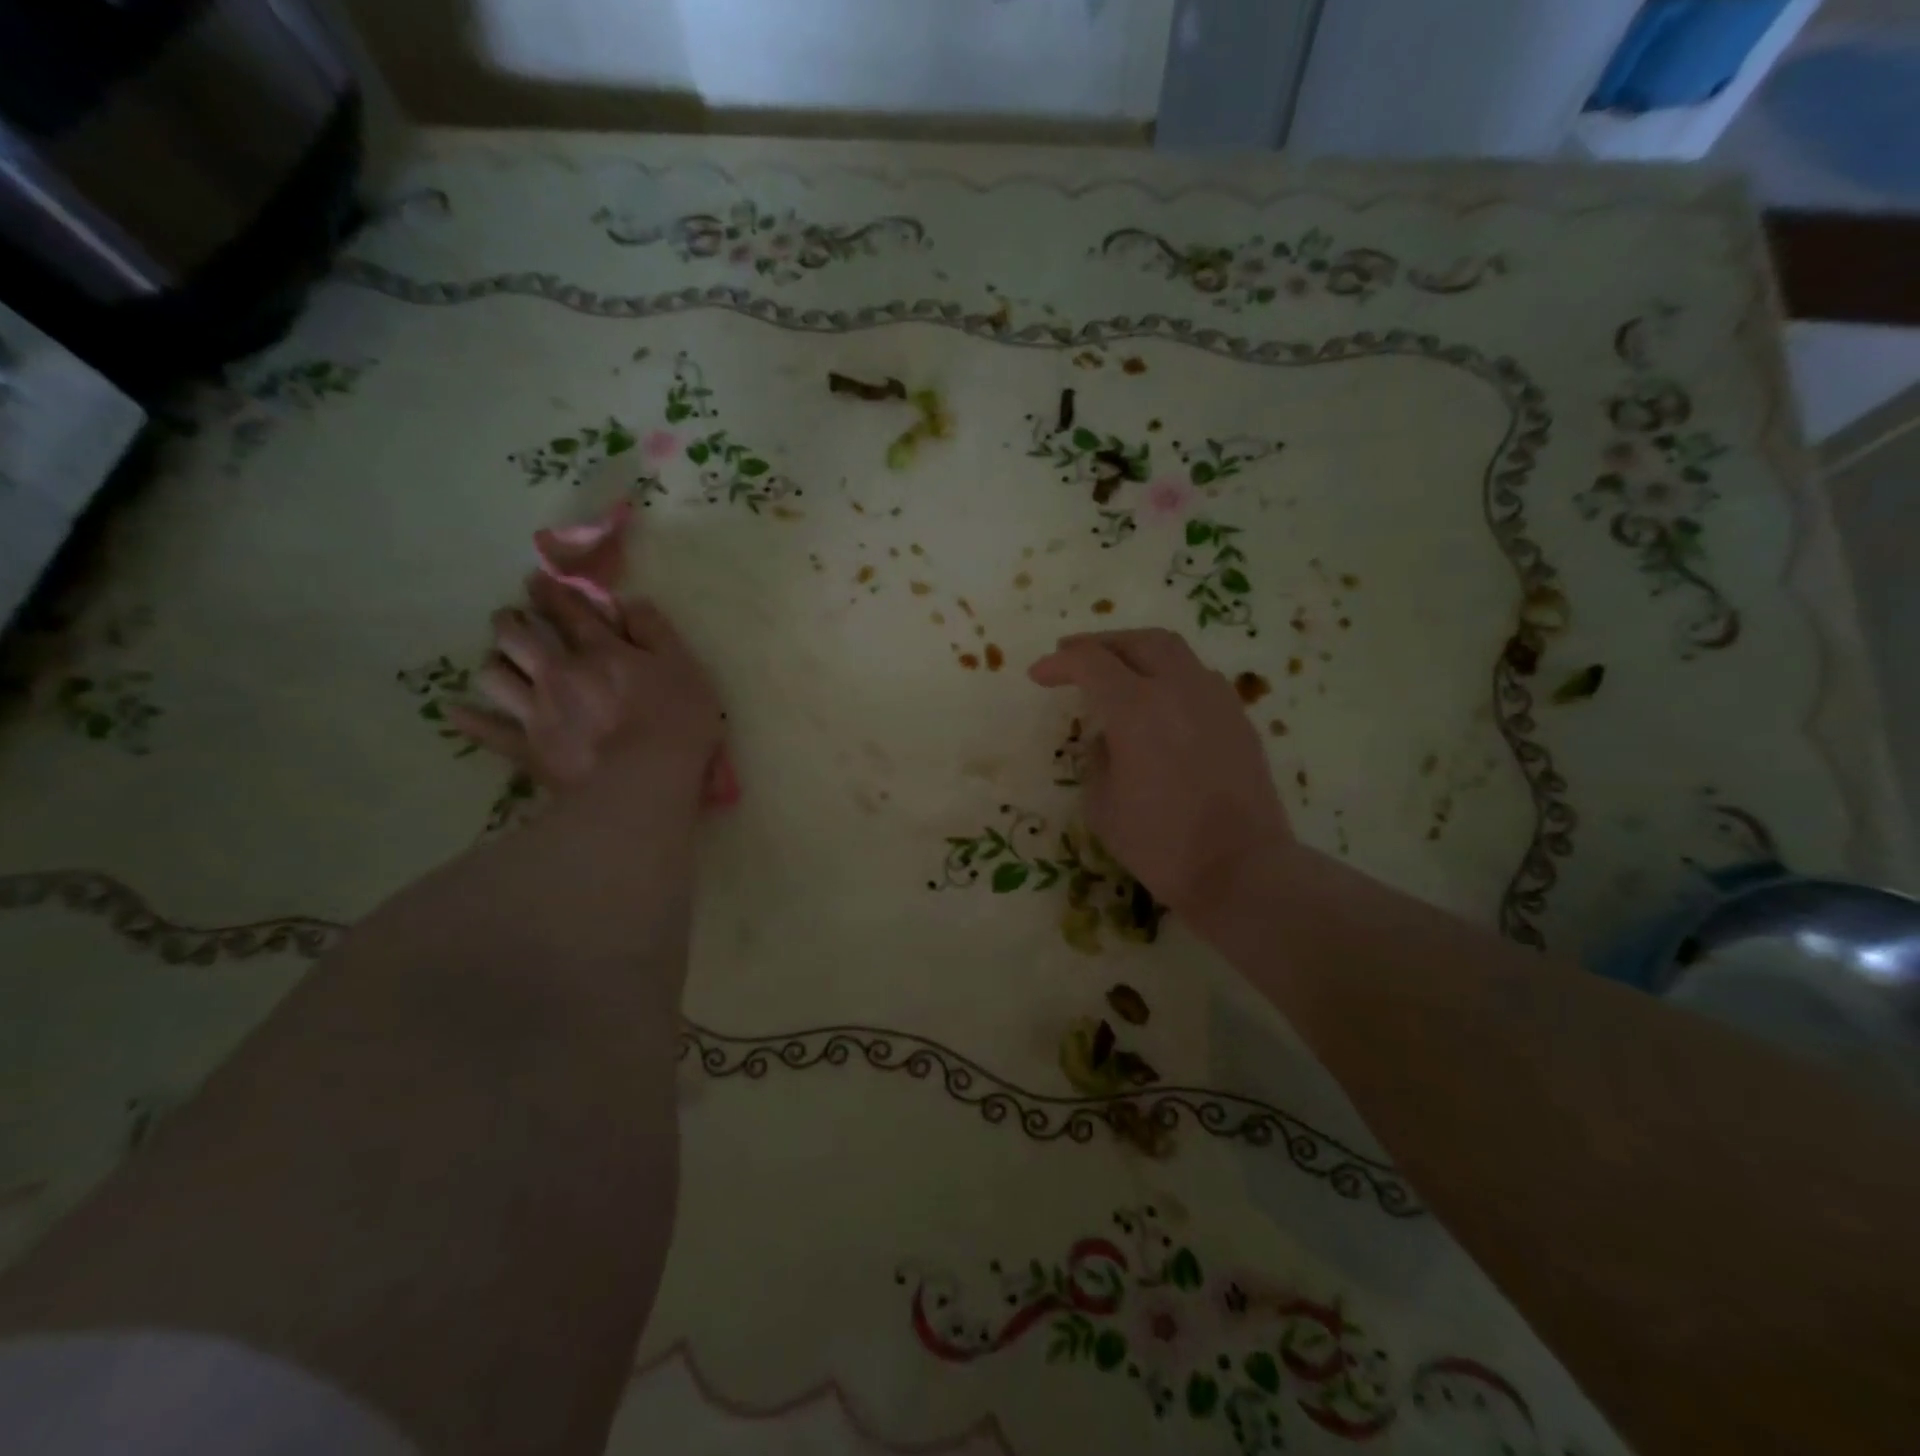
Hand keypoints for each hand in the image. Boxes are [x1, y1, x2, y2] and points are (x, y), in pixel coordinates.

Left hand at [450, 574, 723, 799]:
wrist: (643, 780)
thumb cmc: (676, 721)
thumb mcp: (683, 667)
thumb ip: (656, 631)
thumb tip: (629, 602)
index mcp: (601, 651)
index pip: (571, 611)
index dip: (552, 592)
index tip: (536, 580)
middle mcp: (560, 672)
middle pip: (518, 637)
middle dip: (510, 622)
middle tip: (510, 619)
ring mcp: (538, 710)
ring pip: (496, 675)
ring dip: (494, 663)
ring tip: (499, 662)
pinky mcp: (527, 747)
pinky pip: (488, 730)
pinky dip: (470, 719)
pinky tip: (455, 710)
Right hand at [1028, 629, 1293, 920]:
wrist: (1242, 870)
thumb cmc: (1161, 844)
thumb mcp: (1102, 805)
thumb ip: (1098, 758)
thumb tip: (1108, 738)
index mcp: (1137, 709)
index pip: (1091, 663)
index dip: (1060, 663)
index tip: (1039, 675)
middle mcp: (1179, 690)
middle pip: (1138, 641)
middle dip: (1100, 643)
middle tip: (1074, 655)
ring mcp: (1216, 701)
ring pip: (1174, 652)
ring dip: (1137, 653)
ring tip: (1116, 671)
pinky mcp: (1239, 719)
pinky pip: (1198, 678)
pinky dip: (1169, 675)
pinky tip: (1159, 700)